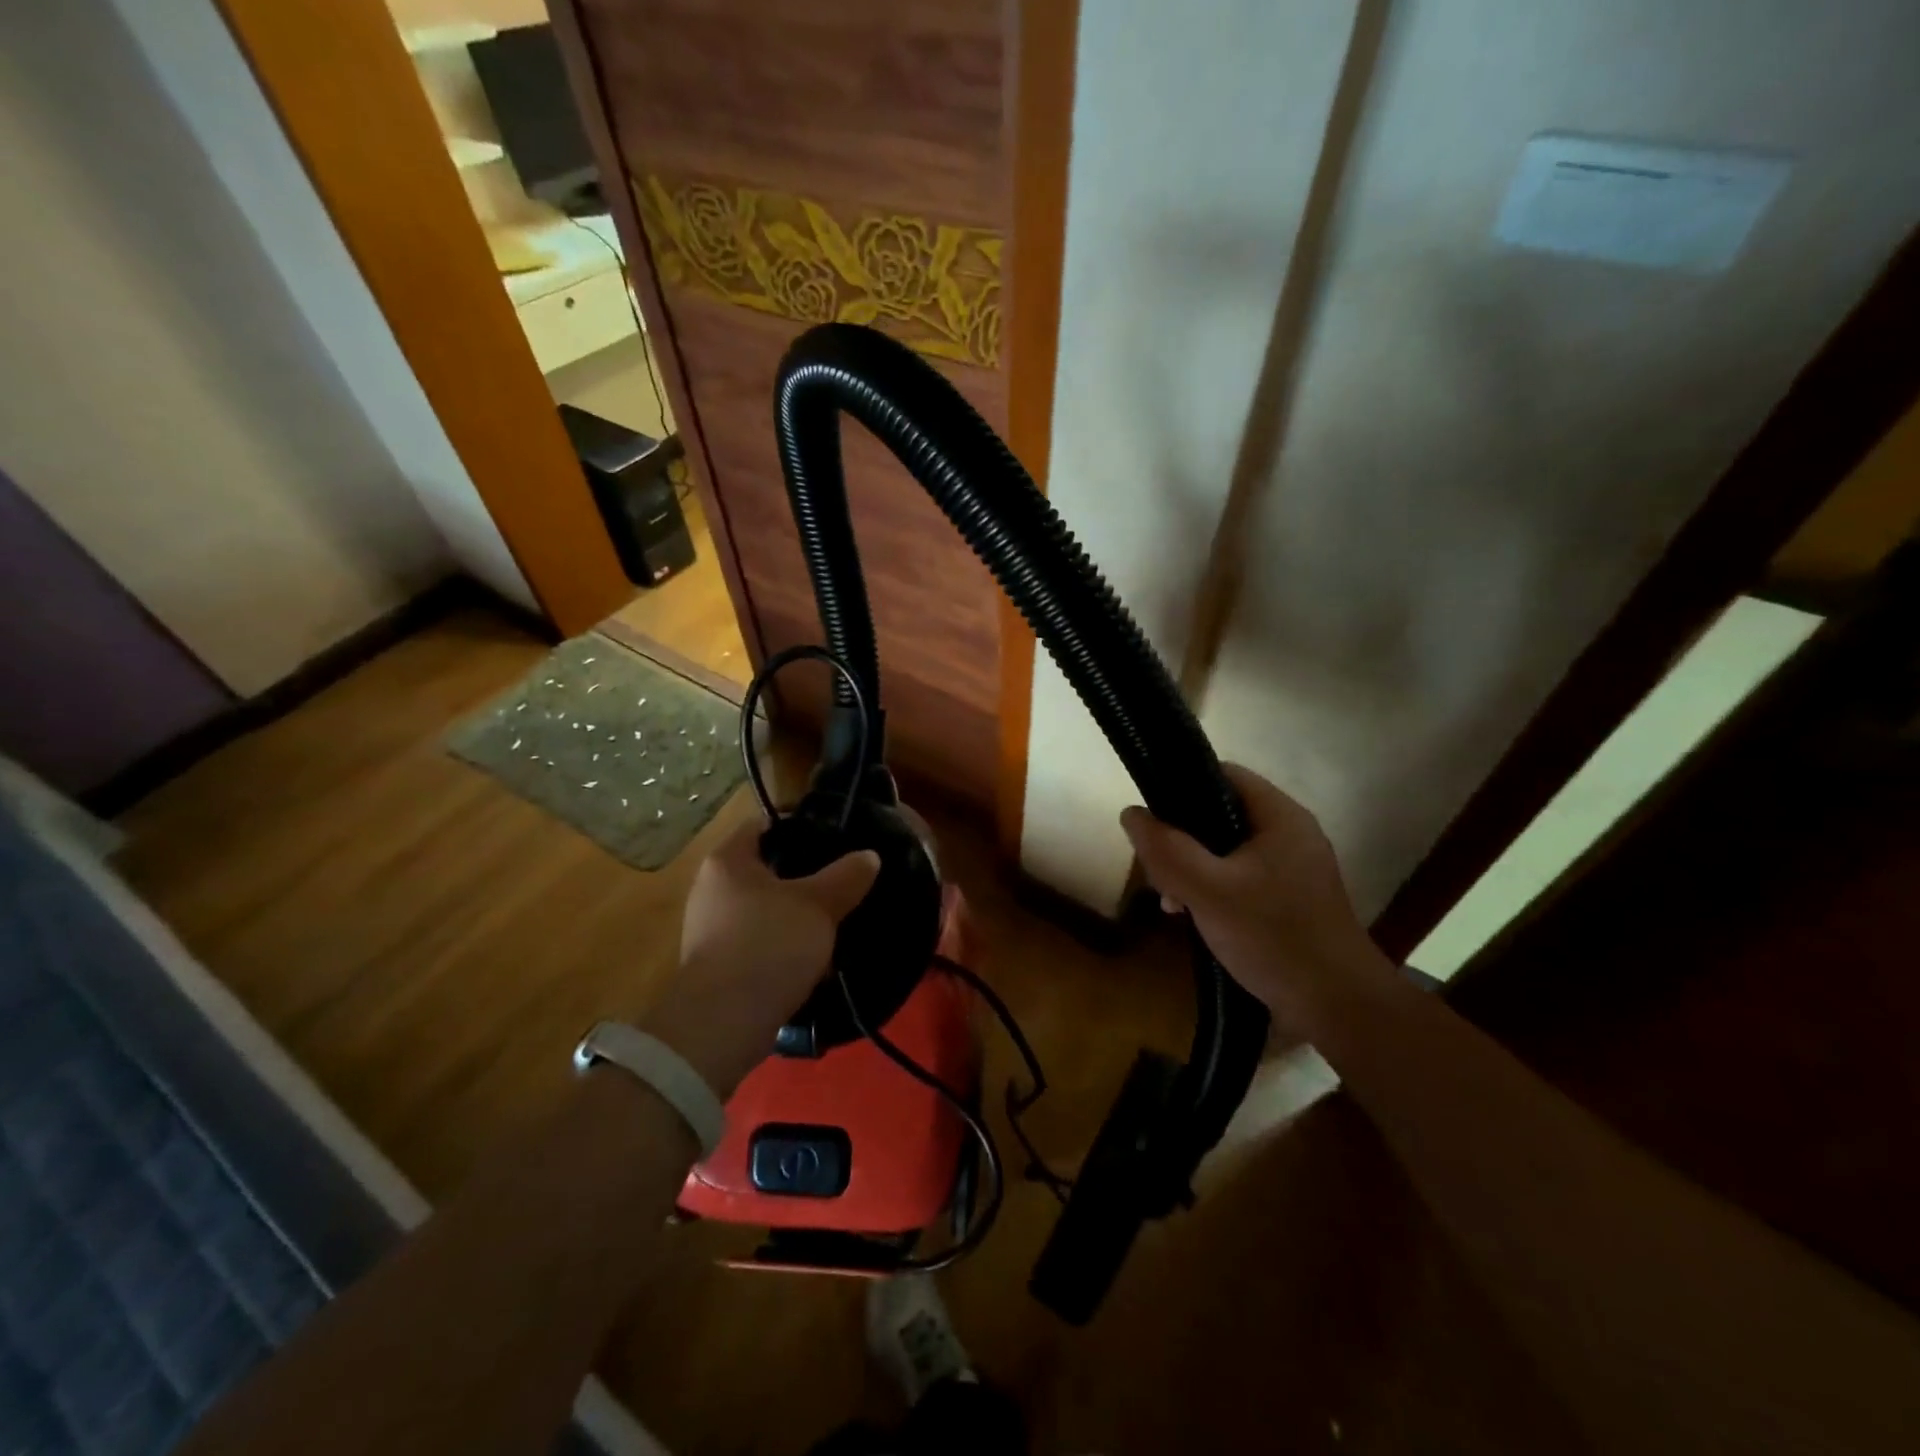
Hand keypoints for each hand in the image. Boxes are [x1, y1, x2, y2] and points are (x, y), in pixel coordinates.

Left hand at [643, 817, 879, 1094]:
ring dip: (796, 913)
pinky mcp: (718, 965)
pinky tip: (813, 956)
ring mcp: (710, 929)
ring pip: (764, 907)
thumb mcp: (818, 905)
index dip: (800, 825)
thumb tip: (869, 856)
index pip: (764, 824)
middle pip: (765, 867)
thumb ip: (846, 876)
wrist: (722, 1024)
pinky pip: (759, 941)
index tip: (835, 835)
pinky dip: (784, 944)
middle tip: (843, 878)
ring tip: (835, 918)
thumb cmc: (768, 946)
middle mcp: (711, 888)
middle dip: (804, 873)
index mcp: (728, 860)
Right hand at [1120, 764, 1388, 1029]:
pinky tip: (1195, 918)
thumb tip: (1131, 814)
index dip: (1182, 786)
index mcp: (1280, 818)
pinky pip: (1240, 878)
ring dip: (1192, 869)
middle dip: (1181, 839)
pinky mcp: (1290, 900)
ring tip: (1171, 902)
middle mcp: (1290, 834)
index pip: (1223, 774)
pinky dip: (1213, 890)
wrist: (1339, 1008)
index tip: (1151, 817)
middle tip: (1157, 873)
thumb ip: (1167, 850)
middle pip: (1220, 814)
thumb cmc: (1274, 938)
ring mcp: (1293, 869)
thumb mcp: (1208, 891)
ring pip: (1226, 850)